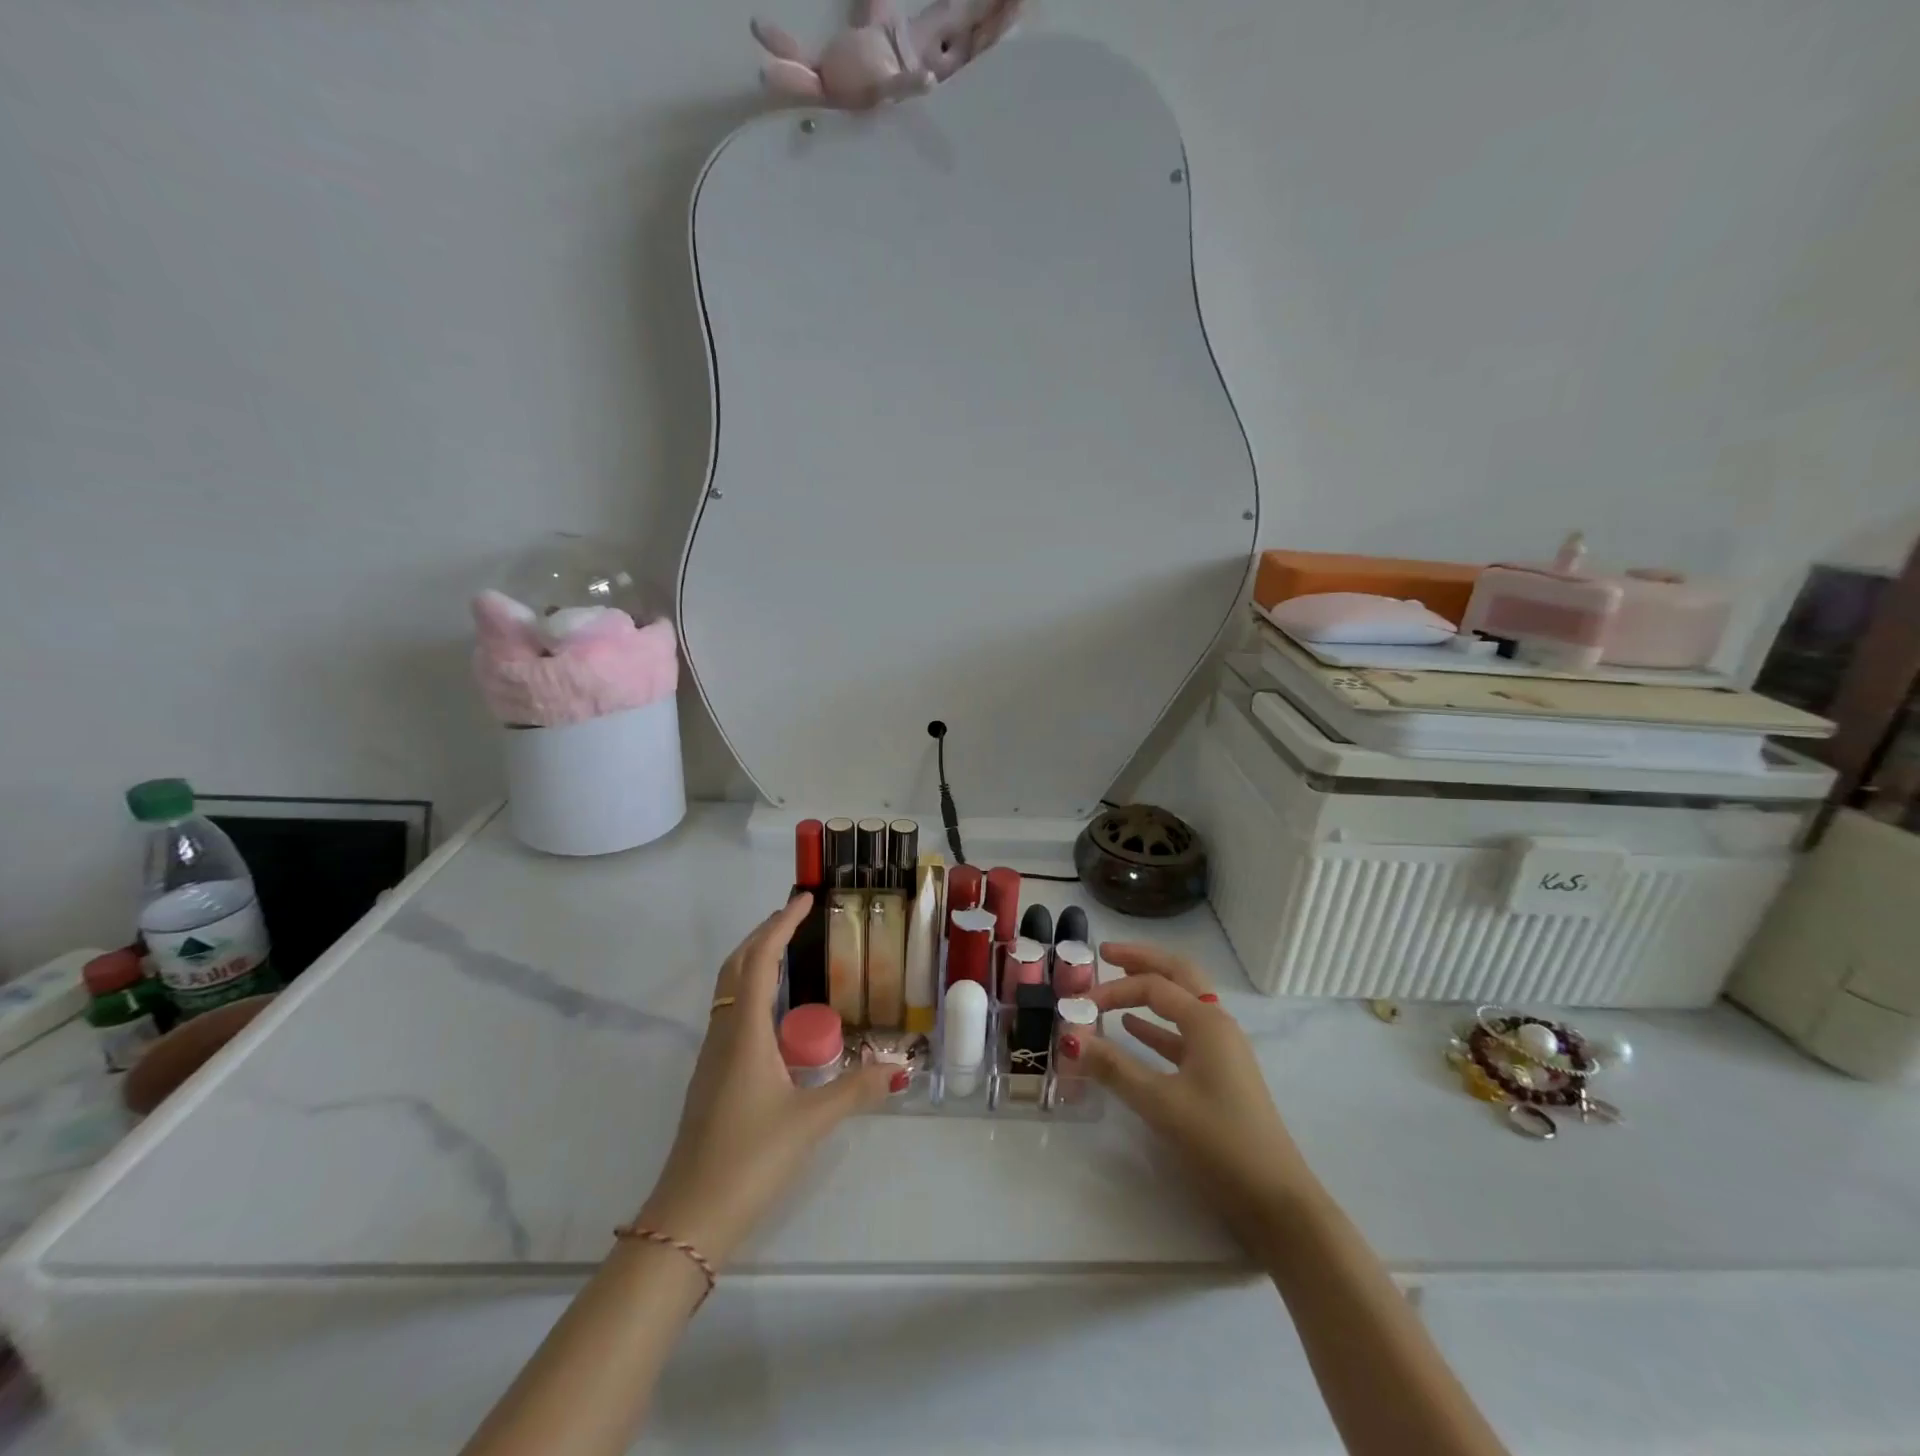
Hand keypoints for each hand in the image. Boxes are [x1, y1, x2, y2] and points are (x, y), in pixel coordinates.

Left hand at [635, 894, 894, 1266]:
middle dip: (763, 935)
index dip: (780, 926)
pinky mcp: (711, 1079)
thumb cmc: (750, 1159)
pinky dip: (750, 991)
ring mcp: (712, 1058)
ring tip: (787, 953)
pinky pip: (731, 1015)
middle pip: (736, 968)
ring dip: (754, 961)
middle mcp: (724, 1035)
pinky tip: (774, 1014)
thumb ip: (856, 1090)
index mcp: (744, 1033)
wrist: (689, 1217)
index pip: (759, 962)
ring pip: (729, 991)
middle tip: (795, 916)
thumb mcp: (811, 1122)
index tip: (802, 899)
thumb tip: (900, 1068)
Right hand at [1073, 943, 1321, 1253]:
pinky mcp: (1219, 1074)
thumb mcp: (1160, 1103)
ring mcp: (1221, 1049)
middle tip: (1106, 952)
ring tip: (1116, 982)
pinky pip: (1182, 1034)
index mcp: (1207, 1022)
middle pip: (1177, 974)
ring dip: (1150, 989)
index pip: (1152, 987)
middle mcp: (1217, 1024)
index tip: (1079, 1004)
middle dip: (1142, 960)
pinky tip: (1133, 1030)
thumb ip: (1114, 1067)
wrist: (1275, 1198)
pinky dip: (1156, 1026)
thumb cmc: (1219, 1141)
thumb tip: (1069, 1037)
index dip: (1113, 990)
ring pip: (1182, 1002)